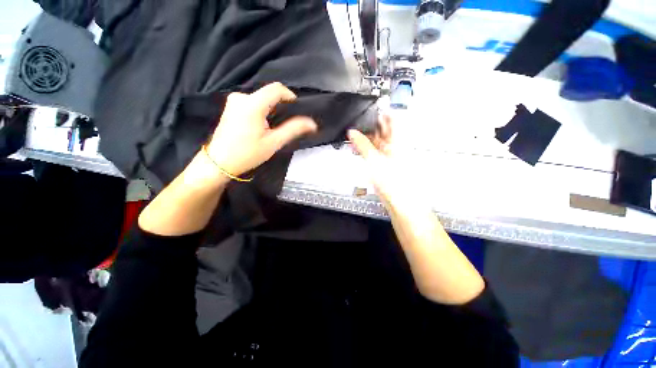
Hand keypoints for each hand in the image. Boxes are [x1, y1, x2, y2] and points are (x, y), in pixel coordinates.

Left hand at [206, 82, 317, 176]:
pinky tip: (261, 127)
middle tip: (285, 125)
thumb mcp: (274, 142)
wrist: (220, 162)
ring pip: (261, 99)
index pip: (276, 89)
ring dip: (271, 110)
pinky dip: (261, 111)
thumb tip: (312, 124)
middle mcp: (241, 97)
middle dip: (280, 106)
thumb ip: (293, 129)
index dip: (290, 96)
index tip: (296, 110)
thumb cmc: (248, 154)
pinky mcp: (231, 107)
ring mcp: (234, 101)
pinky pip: (252, 103)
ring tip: (273, 128)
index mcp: (252, 104)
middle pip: (269, 94)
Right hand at [347, 114, 403, 205]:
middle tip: (355, 125)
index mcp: (397, 140)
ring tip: (353, 137)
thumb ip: (362, 145)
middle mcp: (395, 145)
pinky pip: (374, 151)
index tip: (366, 111)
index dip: (379, 112)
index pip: (390, 118)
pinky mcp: (384, 163)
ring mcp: (390, 154)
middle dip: (368, 126)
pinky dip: (366, 149)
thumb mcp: (374, 160)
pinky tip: (358, 149)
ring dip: (365, 138)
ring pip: (377, 140)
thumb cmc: (394, 181)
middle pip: (382, 129)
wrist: (399, 200)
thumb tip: (352, 133)